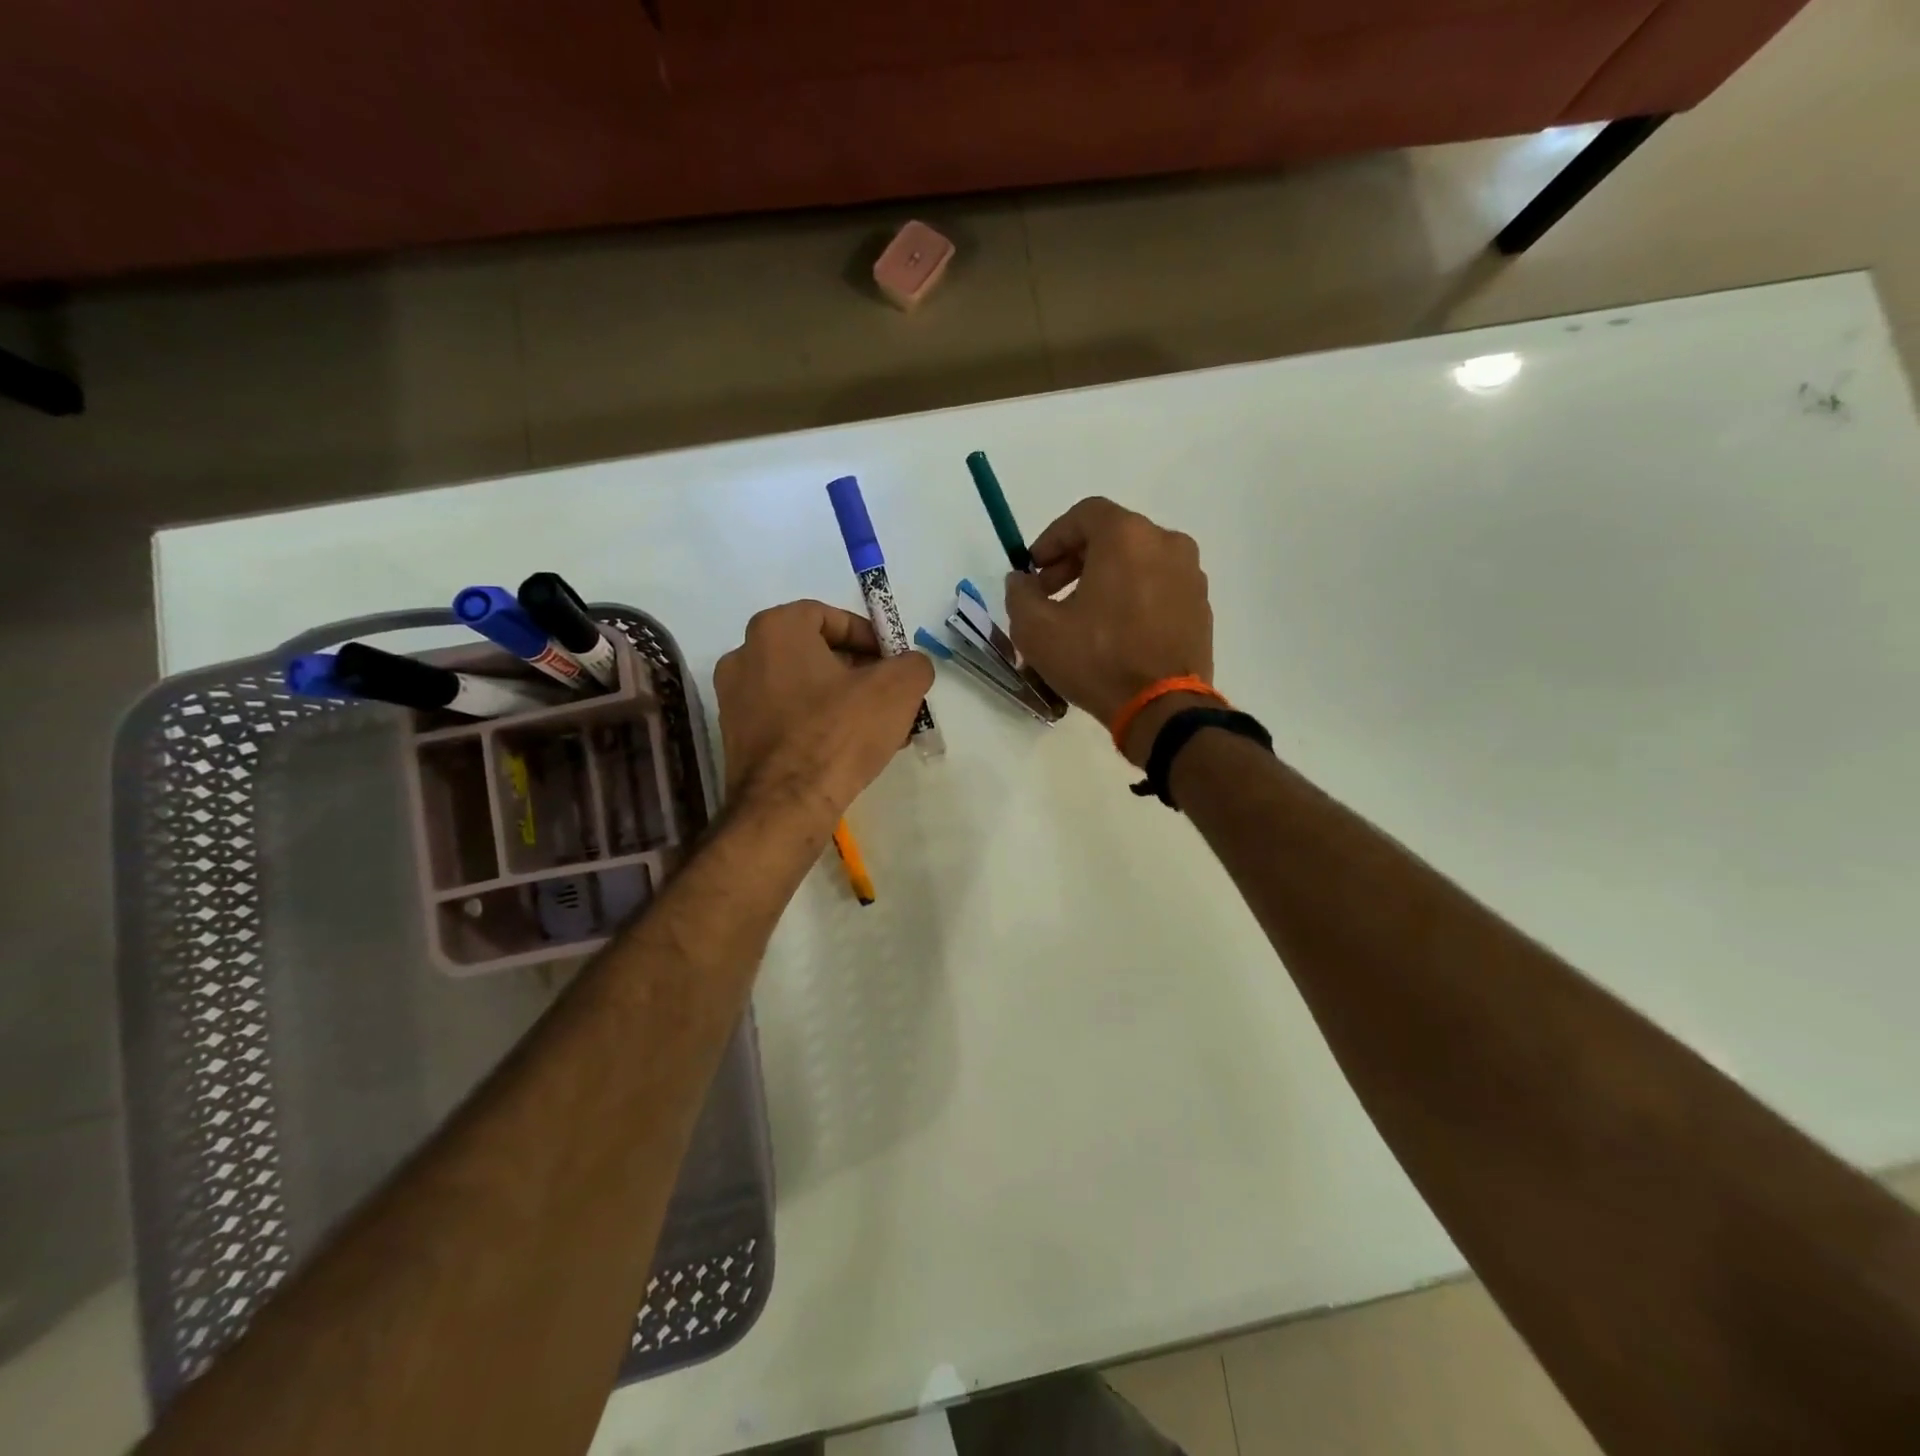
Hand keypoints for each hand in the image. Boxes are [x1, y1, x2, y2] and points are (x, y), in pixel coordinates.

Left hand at [714, 600, 934, 820]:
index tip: (892, 663)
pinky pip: (785, 718)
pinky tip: (846, 751)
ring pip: (801, 688)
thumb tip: (910, 667)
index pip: (829, 616)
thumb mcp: (898, 689)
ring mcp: (733, 700)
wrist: (785, 807)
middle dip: (858, 672)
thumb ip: (913, 664)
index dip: (868, 637)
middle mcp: (744, 656)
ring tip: (876, 729)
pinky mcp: (735, 738)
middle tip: (889, 697)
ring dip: (841, 701)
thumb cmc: (839, 733)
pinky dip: (816, 725)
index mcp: (775, 629)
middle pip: (814, 653)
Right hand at [1004, 497, 1213, 764]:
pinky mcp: (1201, 606)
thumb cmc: (1096, 659)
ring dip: (1104, 579)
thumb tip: (1022, 580)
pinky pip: (1158, 587)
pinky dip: (1133, 597)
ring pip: (1137, 562)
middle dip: (1074, 561)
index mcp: (1128, 536)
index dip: (1052, 538)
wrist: (1161, 707)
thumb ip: (1020, 594)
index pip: (1084, 515)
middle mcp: (1166, 543)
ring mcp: (1191, 574)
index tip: (1034, 569)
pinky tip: (1114, 632)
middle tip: (1050, 594)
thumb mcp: (1036, 629)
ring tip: (1081, 617)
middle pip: (1112, 536)